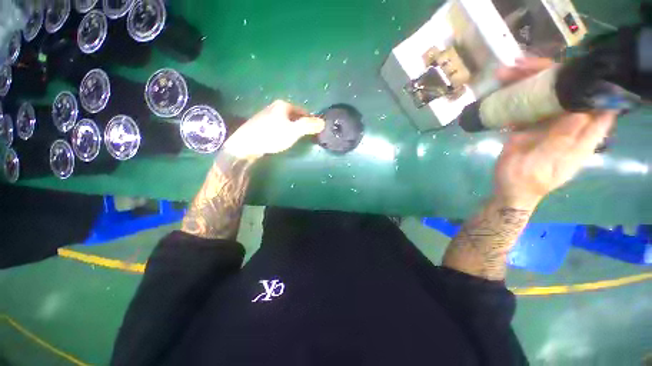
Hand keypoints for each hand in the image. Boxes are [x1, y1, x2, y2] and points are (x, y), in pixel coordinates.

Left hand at [223, 100, 324, 158]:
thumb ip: (308, 126)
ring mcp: (266, 115)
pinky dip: (283, 131)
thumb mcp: (293, 131)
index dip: (310, 121)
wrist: (245, 144)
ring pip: (285, 121)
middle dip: (301, 125)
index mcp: (283, 105)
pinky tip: (280, 139)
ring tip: (294, 139)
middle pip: (294, 116)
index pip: (303, 111)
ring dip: (292, 129)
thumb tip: (323, 122)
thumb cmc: (271, 136)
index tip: (314, 132)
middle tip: (305, 137)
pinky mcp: (261, 124)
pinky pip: (277, 126)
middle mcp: (274, 106)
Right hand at [493, 58, 617, 207]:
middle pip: (568, 93)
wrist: (509, 189)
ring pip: (547, 95)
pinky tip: (504, 84)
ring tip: (508, 71)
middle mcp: (570, 125)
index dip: (594, 84)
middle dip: (550, 75)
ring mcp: (550, 123)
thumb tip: (579, 113)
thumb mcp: (544, 165)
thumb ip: (561, 142)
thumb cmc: (527, 181)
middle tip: (524, 64)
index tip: (579, 66)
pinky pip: (529, 103)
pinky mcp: (532, 125)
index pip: (599, 106)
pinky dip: (517, 92)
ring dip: (529, 80)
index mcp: (582, 137)